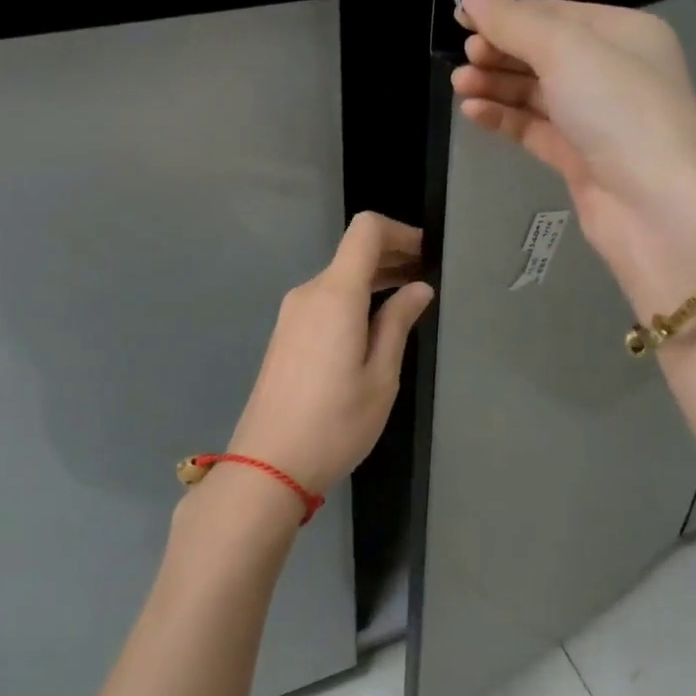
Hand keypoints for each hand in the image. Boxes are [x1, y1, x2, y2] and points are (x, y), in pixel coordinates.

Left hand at [225, 212, 434, 498]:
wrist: (268, 465)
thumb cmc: (335, 423)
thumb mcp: (381, 376)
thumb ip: (398, 322)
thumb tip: (418, 287)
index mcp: (335, 294)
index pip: (366, 231)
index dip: (400, 232)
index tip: (427, 253)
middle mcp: (309, 293)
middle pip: (352, 253)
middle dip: (392, 256)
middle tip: (427, 278)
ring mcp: (291, 314)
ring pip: (338, 278)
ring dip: (373, 280)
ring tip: (408, 300)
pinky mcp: (285, 334)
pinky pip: (325, 300)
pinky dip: (354, 299)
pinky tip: (374, 324)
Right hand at [450, 0, 695, 311]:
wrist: (658, 209)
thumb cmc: (619, 113)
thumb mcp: (567, 52)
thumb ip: (515, 23)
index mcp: (623, 33)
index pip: (554, 13)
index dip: (506, 14)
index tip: (460, 19)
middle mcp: (612, 72)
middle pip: (543, 52)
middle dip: (500, 52)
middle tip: (464, 58)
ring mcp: (595, 118)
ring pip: (535, 92)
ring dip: (496, 85)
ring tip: (460, 86)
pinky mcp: (579, 158)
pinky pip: (534, 128)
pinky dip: (504, 118)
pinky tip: (474, 112)